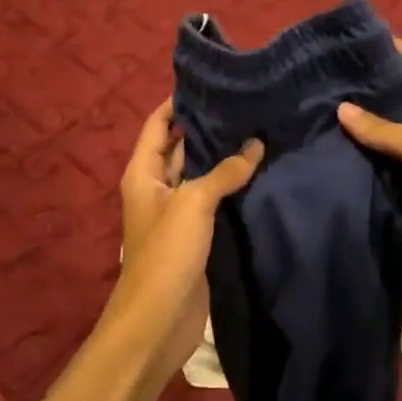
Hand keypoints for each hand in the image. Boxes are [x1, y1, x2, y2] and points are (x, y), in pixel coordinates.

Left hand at [109, 99, 263, 372]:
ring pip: (199, 174)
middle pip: (179, 147)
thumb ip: (224, 171)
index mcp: (143, 173)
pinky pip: (212, 201)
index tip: (209, 82)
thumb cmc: (167, 252)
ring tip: (257, 130)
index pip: (158, 125)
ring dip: (221, 157)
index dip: (178, 103)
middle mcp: (156, 187)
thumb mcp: (194, 203)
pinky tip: (258, 173)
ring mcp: (176, 213)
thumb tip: (255, 144)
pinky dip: (230, 187)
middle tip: (244, 104)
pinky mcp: (195, 235)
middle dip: (206, 127)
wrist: (159, 318)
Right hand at [337, 39, 401, 316]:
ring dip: (354, 124)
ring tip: (312, 106)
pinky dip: (354, 158)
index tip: (348, 41)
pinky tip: (324, 146)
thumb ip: (383, 128)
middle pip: (394, 98)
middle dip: (362, 87)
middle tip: (318, 76)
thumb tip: (341, 108)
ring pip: (380, 134)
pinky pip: (375, 166)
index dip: (388, 48)